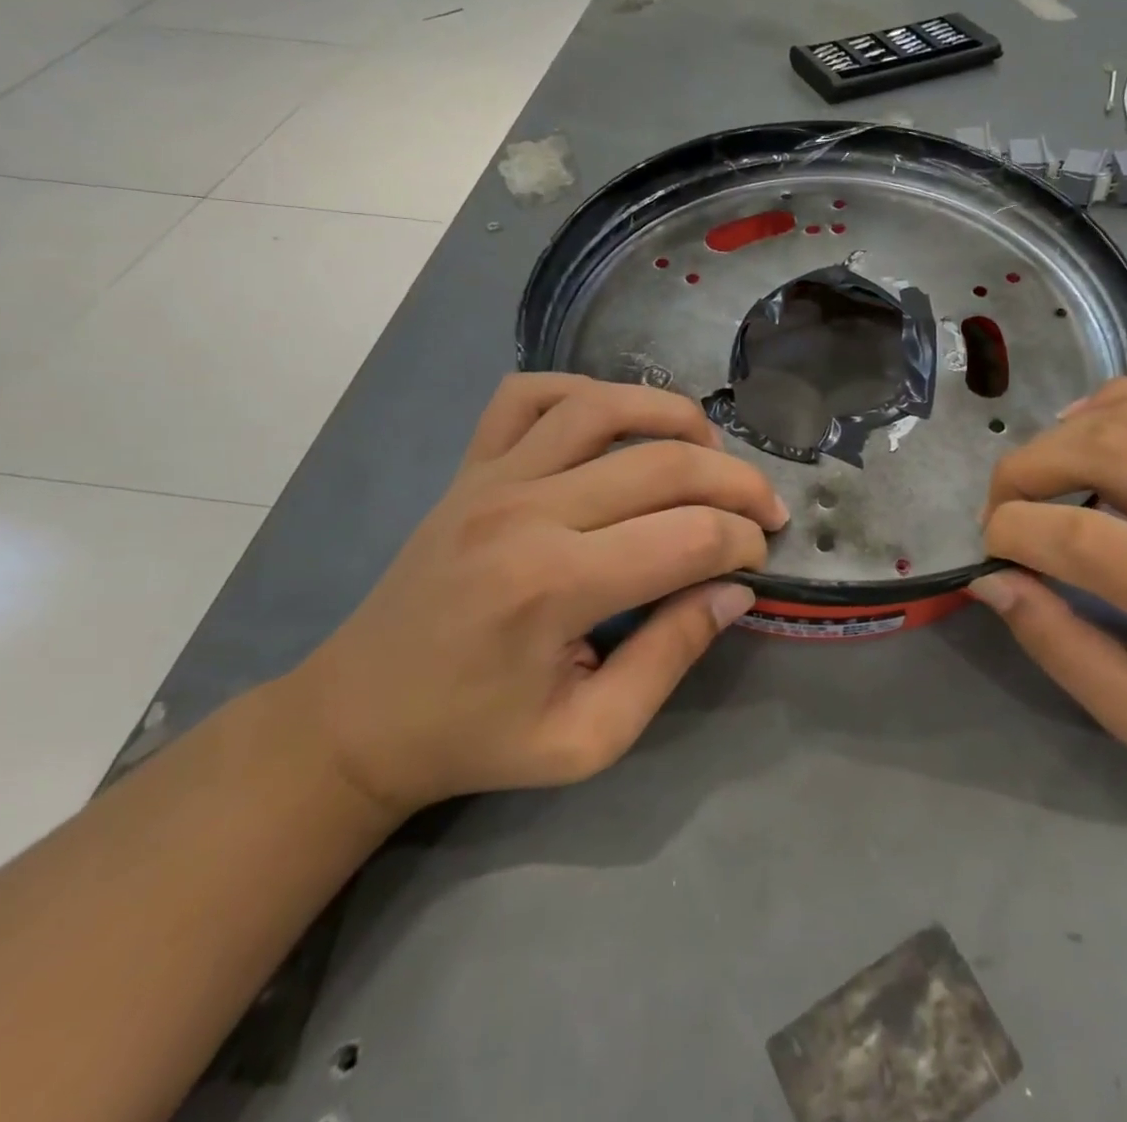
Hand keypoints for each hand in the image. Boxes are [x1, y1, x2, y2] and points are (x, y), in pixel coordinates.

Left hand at [288, 375, 787, 816]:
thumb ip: (670, 657)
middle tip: (766, 509)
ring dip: (676, 416)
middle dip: (737, 483)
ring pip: (604, 407)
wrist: (359, 717)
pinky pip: (529, 394)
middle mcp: (527, 511)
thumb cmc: (477, 736)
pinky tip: (618, 420)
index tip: (759, 561)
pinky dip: (585, 390)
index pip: (689, 537)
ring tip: (712, 450)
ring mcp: (492, 476)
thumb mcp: (589, 736)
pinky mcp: (470, 465)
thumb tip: (734, 591)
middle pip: (664, 464)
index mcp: (554, 586)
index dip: (743, 543)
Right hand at [971, 378, 1126, 801]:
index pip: (1082, 537)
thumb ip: (1057, 645)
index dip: (1012, 533)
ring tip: (1036, 481)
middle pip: (1103, 451)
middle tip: (1002, 513)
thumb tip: (990, 580)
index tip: (992, 558)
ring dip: (1059, 438)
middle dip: (1023, 472)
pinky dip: (1122, 396)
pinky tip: (1088, 425)